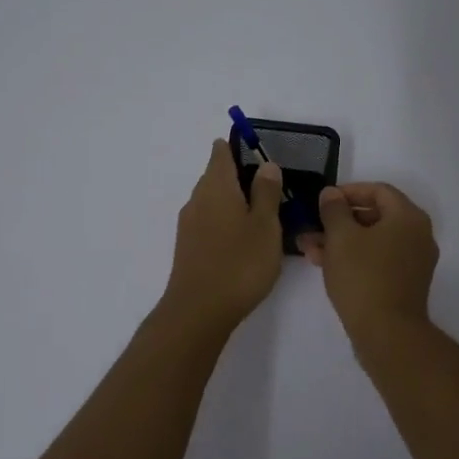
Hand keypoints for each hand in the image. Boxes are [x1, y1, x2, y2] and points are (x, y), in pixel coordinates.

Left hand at [160, 140, 285, 332]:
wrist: (199, 310)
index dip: (238, 148)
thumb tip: (266, 165)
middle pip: (216, 176)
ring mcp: (189, 224)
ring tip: (261, 215)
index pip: (221, 153)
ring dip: (233, 201)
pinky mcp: (188, 246)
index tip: (260, 155)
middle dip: (239, 176)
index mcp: (217, 187)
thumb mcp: (265, 225)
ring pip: (212, 200)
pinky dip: (224, 221)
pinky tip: (242, 239)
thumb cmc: (240, 263)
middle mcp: (198, 199)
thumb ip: (266, 193)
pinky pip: (208, 221)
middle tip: (270, 188)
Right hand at [298, 182, 438, 340]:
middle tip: (312, 226)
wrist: (387, 333)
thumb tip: (331, 194)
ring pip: (373, 240)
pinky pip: (377, 260)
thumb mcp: (341, 237)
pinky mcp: (404, 283)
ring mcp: (413, 261)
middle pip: (375, 216)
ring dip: (341, 241)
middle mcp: (417, 235)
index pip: (379, 190)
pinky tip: (325, 265)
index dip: (348, 191)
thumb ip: (334, 210)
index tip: (323, 200)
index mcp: (408, 217)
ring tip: (309, 248)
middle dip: (339, 220)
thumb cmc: (363, 276)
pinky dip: (354, 258)